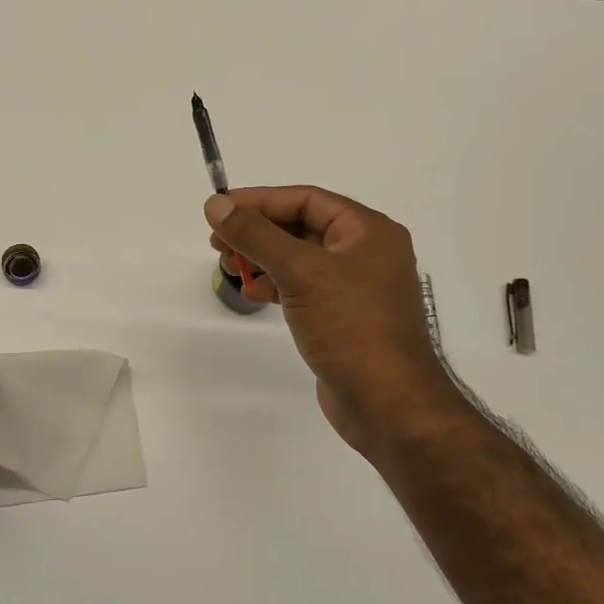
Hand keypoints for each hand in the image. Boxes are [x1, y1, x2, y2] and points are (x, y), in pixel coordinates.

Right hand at [206, 187, 462, 454]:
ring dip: (262, 258)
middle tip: (217, 243)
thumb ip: (256, 235)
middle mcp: (366, 252)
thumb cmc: (350, 326)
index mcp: (368, 231)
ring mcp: (356, 287)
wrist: (387, 403)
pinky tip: (253, 294)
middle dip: (257, 232)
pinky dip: (276, 285)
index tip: (218, 210)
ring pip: (299, 258)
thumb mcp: (301, 272)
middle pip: (301, 226)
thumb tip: (215, 205)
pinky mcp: (343, 317)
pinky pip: (304, 287)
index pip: (306, 199)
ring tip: (229, 268)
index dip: (259, 201)